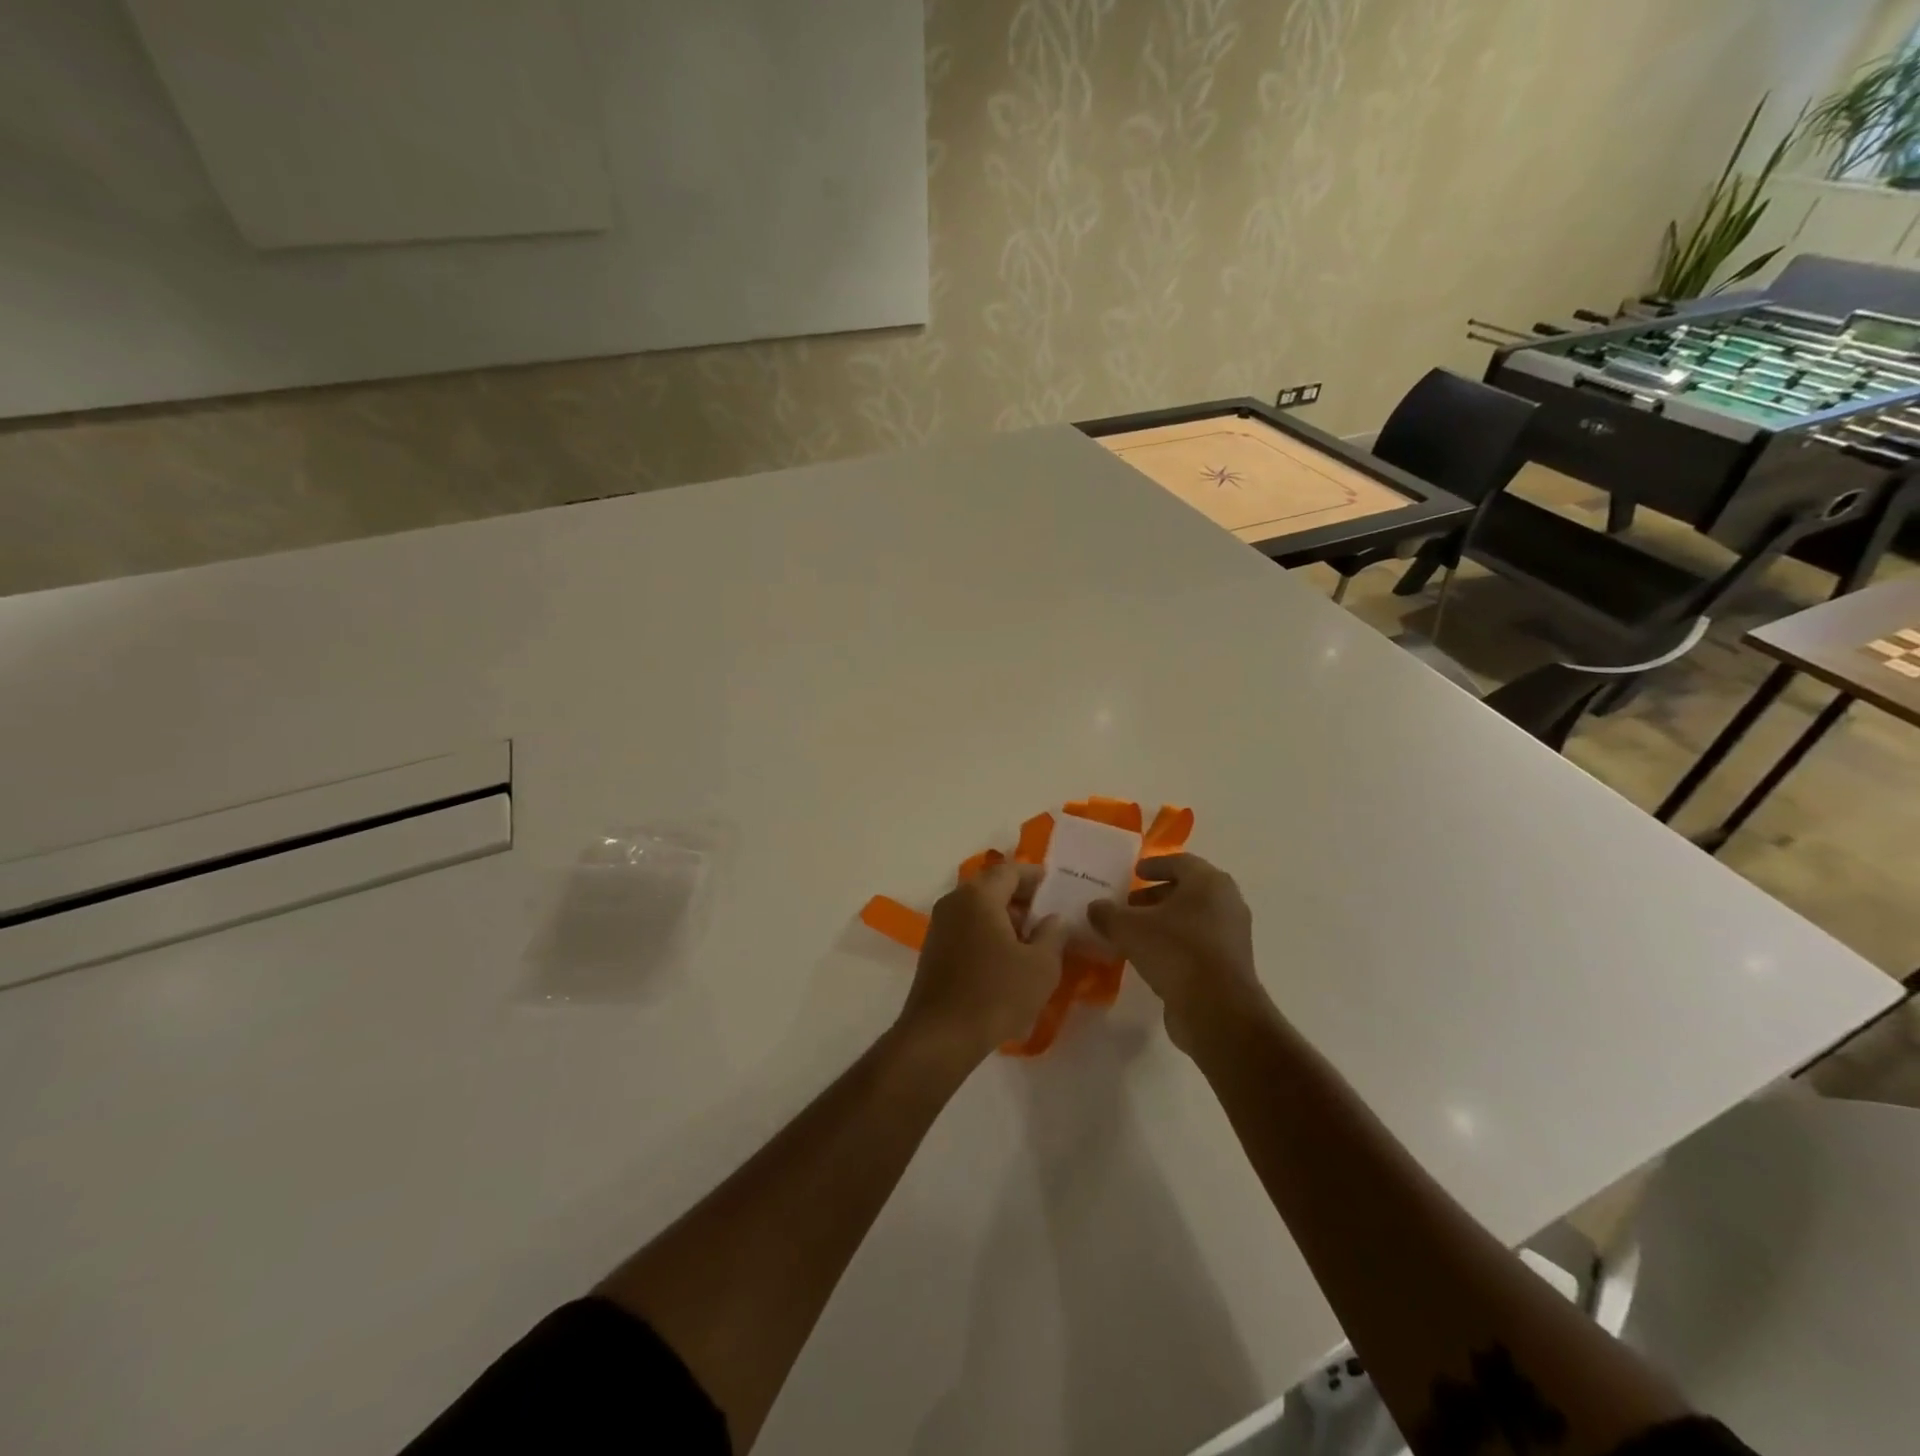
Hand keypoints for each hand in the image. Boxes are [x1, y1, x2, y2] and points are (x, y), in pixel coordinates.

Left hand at [897, 862, 1067, 1064]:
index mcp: (979, 896)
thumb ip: (1054, 934)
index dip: (1034, 875)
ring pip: (977, 908)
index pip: (1009, 870)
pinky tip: (1006, 957)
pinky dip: (988, 931)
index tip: (1054, 884)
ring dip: (1004, 916)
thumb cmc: (996, 994)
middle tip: (1047, 911)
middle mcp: (954, 902)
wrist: (941, 1036)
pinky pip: (966, 927)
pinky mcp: (933, 949)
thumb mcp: (1041, 966)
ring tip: (1031, 937)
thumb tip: (1054, 918)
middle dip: (1020, 896)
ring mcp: (939, 925)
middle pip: (991, 886)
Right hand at [1088, 853, 1266, 1051]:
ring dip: (1165, 921)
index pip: (1179, 862)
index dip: (1154, 865)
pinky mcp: (1230, 964)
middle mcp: (1226, 902)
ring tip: (1135, 932)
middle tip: (1129, 904)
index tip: (1134, 872)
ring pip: (1193, 918)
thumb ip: (1108, 914)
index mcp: (1208, 882)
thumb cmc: (1175, 952)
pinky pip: (1198, 943)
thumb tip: (1095, 908)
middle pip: (1188, 890)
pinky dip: (1176, 943)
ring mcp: (1232, 935)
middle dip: (1156, 895)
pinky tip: (1150, 956)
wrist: (1217, 1010)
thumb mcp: (1128, 928)